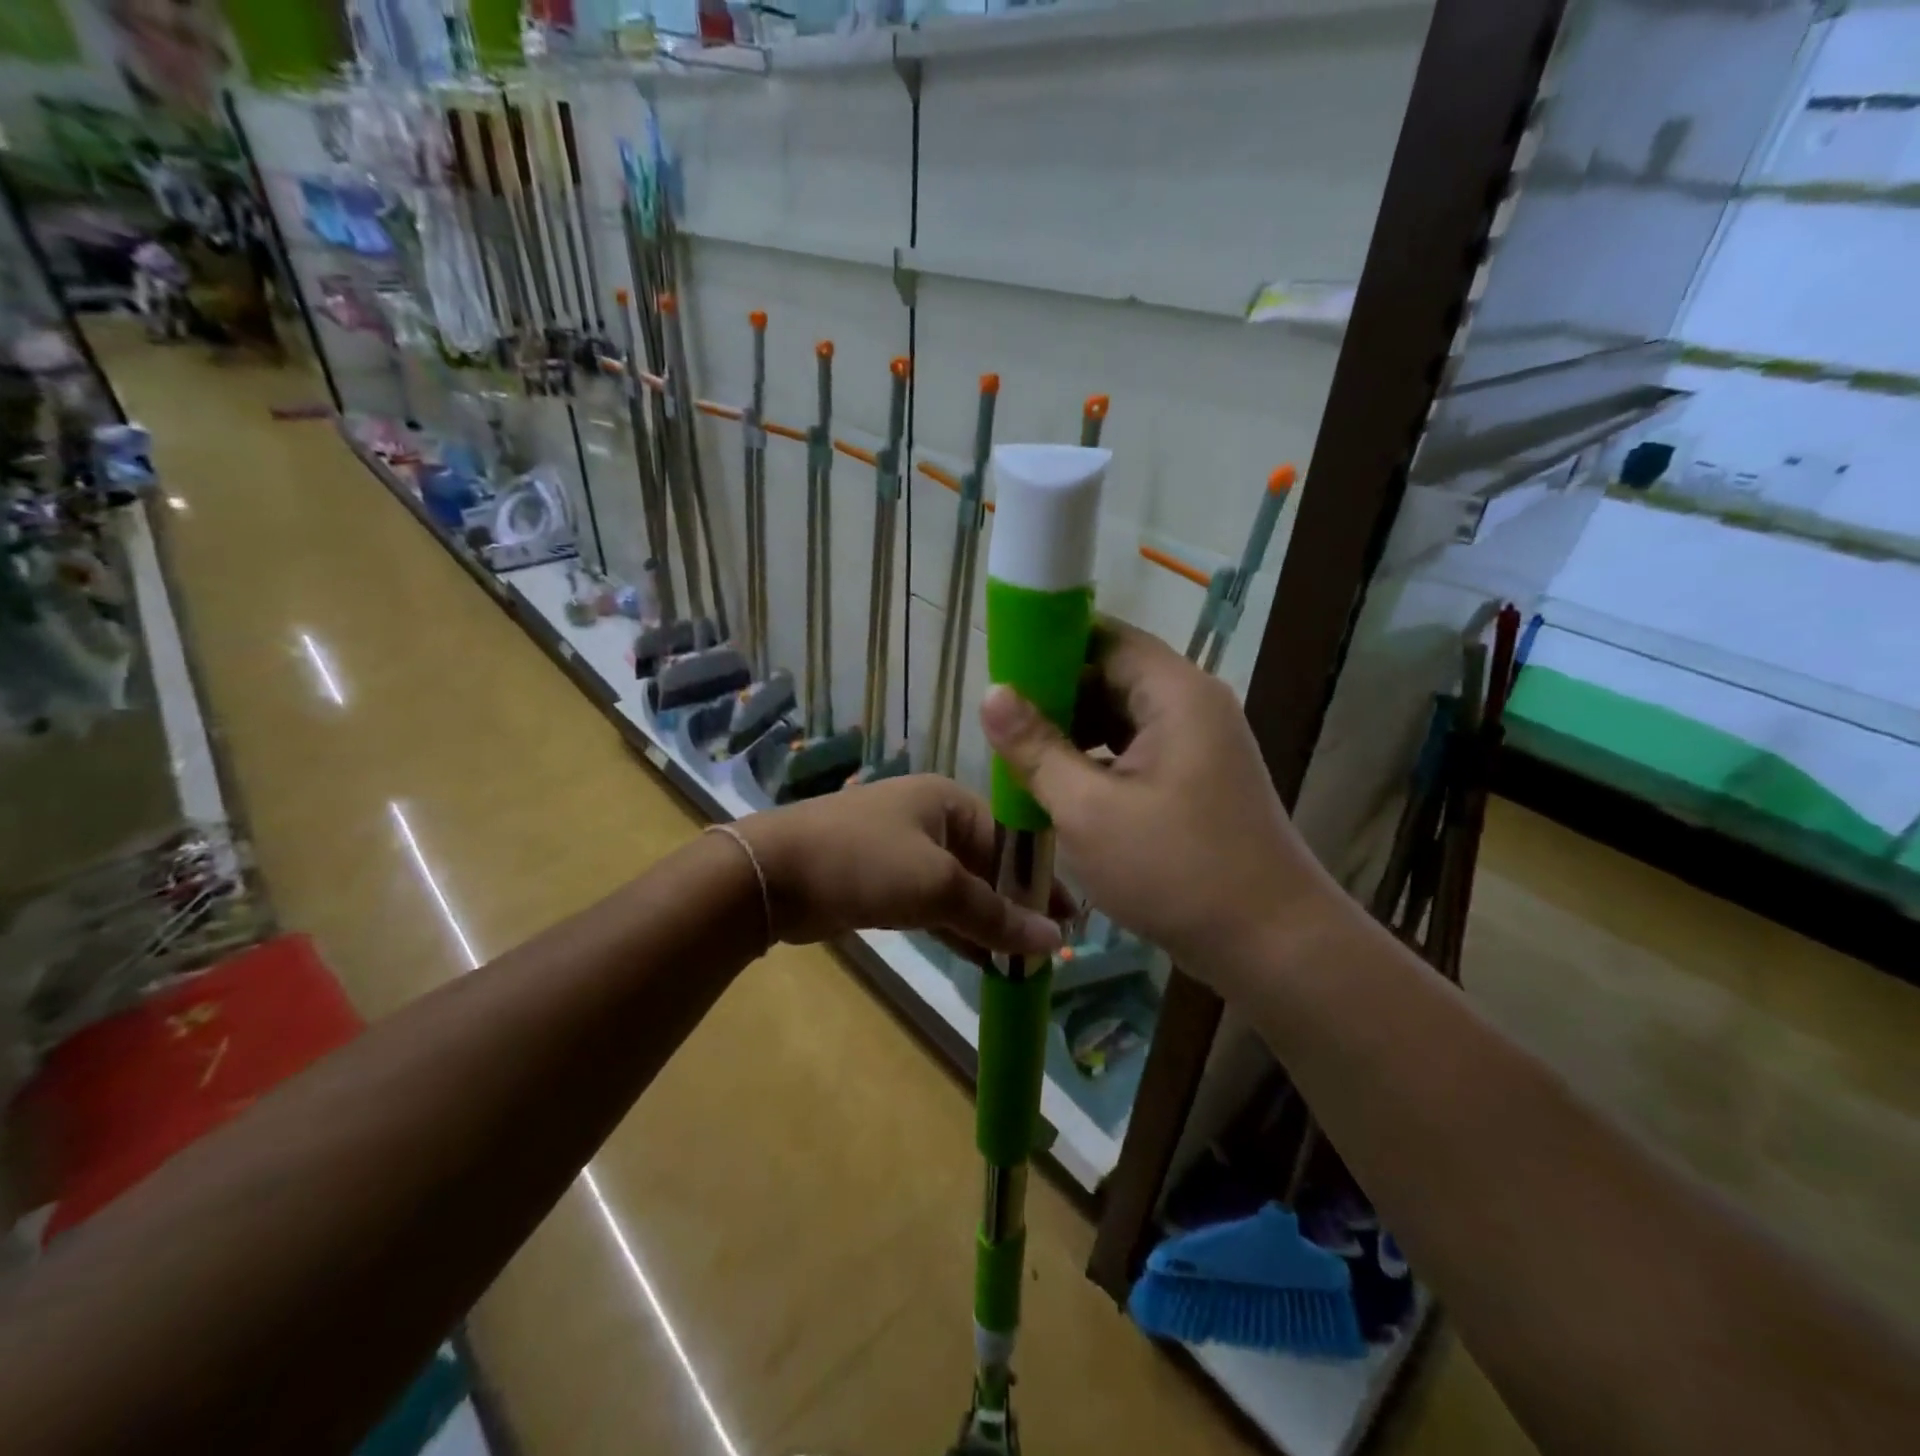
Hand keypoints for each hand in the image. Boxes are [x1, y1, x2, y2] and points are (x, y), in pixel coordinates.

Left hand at [737, 775, 1065, 956]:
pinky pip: (933, 904)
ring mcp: (903, 850)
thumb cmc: (864, 862)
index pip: (1011, 838)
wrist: (771, 875)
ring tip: (1025, 960)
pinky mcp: (882, 882)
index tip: (1071, 917)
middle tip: (1050, 945)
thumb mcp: (937, 887)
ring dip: (988, 921)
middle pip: (987, 863)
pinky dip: (957, 928)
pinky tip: (984, 959)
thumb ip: (996, 915)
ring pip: (960, 887)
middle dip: (1016, 904)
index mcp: (948, 801)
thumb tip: (1054, 939)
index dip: (1041, 878)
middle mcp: (929, 818)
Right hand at [979, 620, 1347, 992]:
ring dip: (1073, 732)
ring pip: (1121, 717)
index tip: (1000, 673)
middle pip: (1112, 674)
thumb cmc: (1176, 870)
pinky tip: (1061, 787)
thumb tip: (991, 693)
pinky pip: (1136, 750)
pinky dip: (1097, 761)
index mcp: (1175, 693)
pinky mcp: (1197, 778)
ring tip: (1021, 757)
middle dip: (1055, 696)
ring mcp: (1199, 743)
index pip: (1104, 636)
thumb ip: (1036, 748)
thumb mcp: (1089, 810)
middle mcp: (1192, 704)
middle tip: (1001, 725)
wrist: (1273, 945)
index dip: (1048, 646)